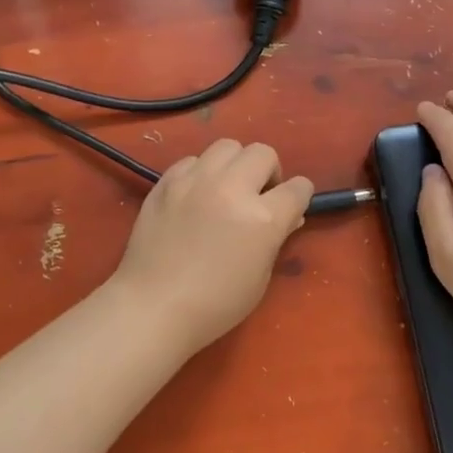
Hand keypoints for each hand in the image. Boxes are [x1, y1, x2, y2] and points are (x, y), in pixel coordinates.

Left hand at [108, 139, 313, 353]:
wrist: (153, 306)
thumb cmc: (215, 304)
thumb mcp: (260, 277)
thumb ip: (276, 238)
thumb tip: (288, 216)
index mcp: (262, 217)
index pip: (298, 187)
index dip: (299, 197)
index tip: (291, 206)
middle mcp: (231, 188)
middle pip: (262, 153)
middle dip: (268, 172)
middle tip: (258, 196)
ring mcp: (195, 180)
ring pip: (227, 147)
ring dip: (235, 164)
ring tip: (226, 189)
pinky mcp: (166, 182)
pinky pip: (192, 160)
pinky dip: (201, 172)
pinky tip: (195, 196)